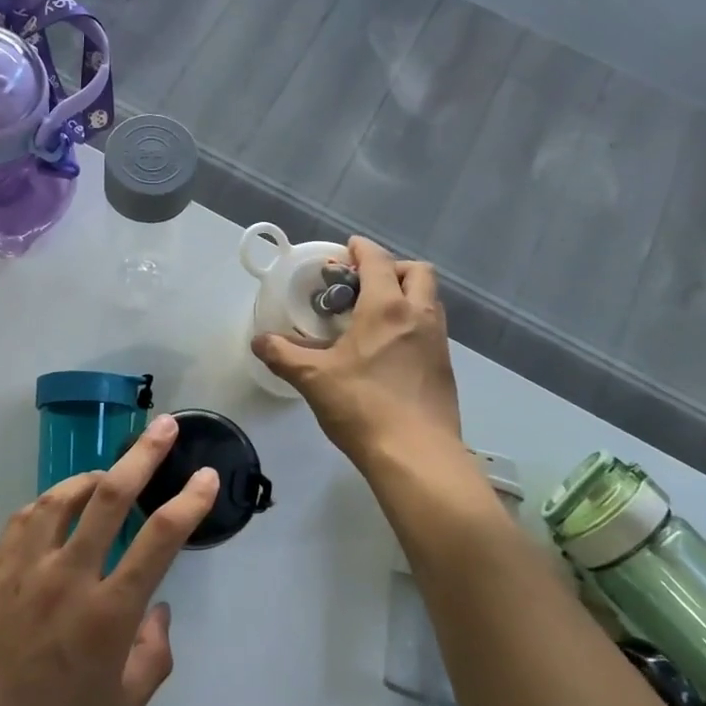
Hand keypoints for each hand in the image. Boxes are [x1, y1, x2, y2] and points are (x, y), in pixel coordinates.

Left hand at [0, 415, 218, 705]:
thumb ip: (152, 653)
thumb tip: (156, 607)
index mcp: (107, 615)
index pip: (159, 540)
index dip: (189, 501)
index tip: (206, 477)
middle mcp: (67, 579)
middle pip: (110, 497)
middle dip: (143, 455)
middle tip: (164, 427)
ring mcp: (24, 571)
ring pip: (60, 498)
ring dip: (91, 476)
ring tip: (110, 472)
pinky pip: (24, 521)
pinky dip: (48, 503)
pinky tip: (58, 508)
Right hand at [252, 237, 460, 470]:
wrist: (417, 456)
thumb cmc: (363, 407)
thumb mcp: (313, 379)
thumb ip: (283, 355)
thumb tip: (259, 341)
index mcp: (387, 308)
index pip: (378, 260)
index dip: (362, 249)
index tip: (347, 248)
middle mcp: (419, 315)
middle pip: (417, 271)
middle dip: (392, 268)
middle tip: (363, 285)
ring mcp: (438, 341)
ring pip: (429, 299)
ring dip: (406, 295)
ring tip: (374, 316)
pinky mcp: (445, 367)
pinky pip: (431, 328)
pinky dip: (413, 323)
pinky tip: (389, 350)